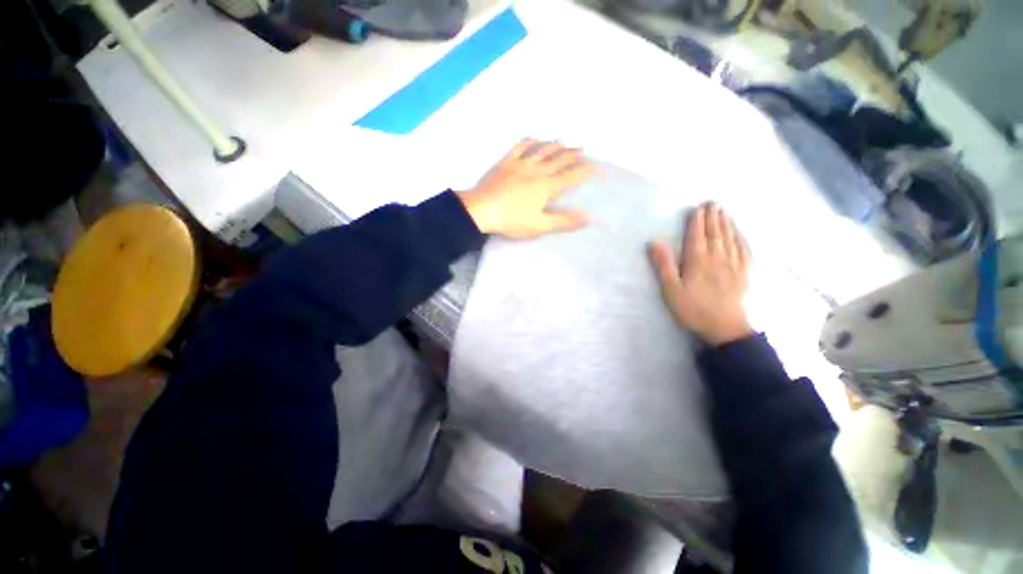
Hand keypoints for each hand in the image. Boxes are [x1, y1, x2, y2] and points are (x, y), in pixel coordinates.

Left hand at [458, 139, 595, 238]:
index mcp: (547, 187)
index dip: (586, 171)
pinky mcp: (506, 161)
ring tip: (565, 139)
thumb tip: (589, 217)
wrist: (481, 210)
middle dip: (573, 154)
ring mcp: (521, 163)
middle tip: (583, 149)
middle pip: (559, 159)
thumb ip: (564, 220)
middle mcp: (537, 170)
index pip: (571, 176)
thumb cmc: (511, 220)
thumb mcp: (539, 225)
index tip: (597, 167)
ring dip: (555, 144)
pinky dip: (529, 141)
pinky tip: (534, 137)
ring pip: (543, 150)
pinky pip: (520, 146)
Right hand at [649, 203, 753, 345]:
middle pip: (715, 234)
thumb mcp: (670, 289)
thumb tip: (655, 241)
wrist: (725, 328)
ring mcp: (734, 265)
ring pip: (730, 239)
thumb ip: (663, 265)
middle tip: (713, 202)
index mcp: (698, 261)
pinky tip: (740, 234)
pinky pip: (744, 250)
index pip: (697, 236)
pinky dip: (741, 239)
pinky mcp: (744, 274)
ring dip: (727, 224)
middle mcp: (717, 258)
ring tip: (725, 212)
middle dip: (713, 217)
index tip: (698, 207)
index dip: (697, 221)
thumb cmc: (693, 309)